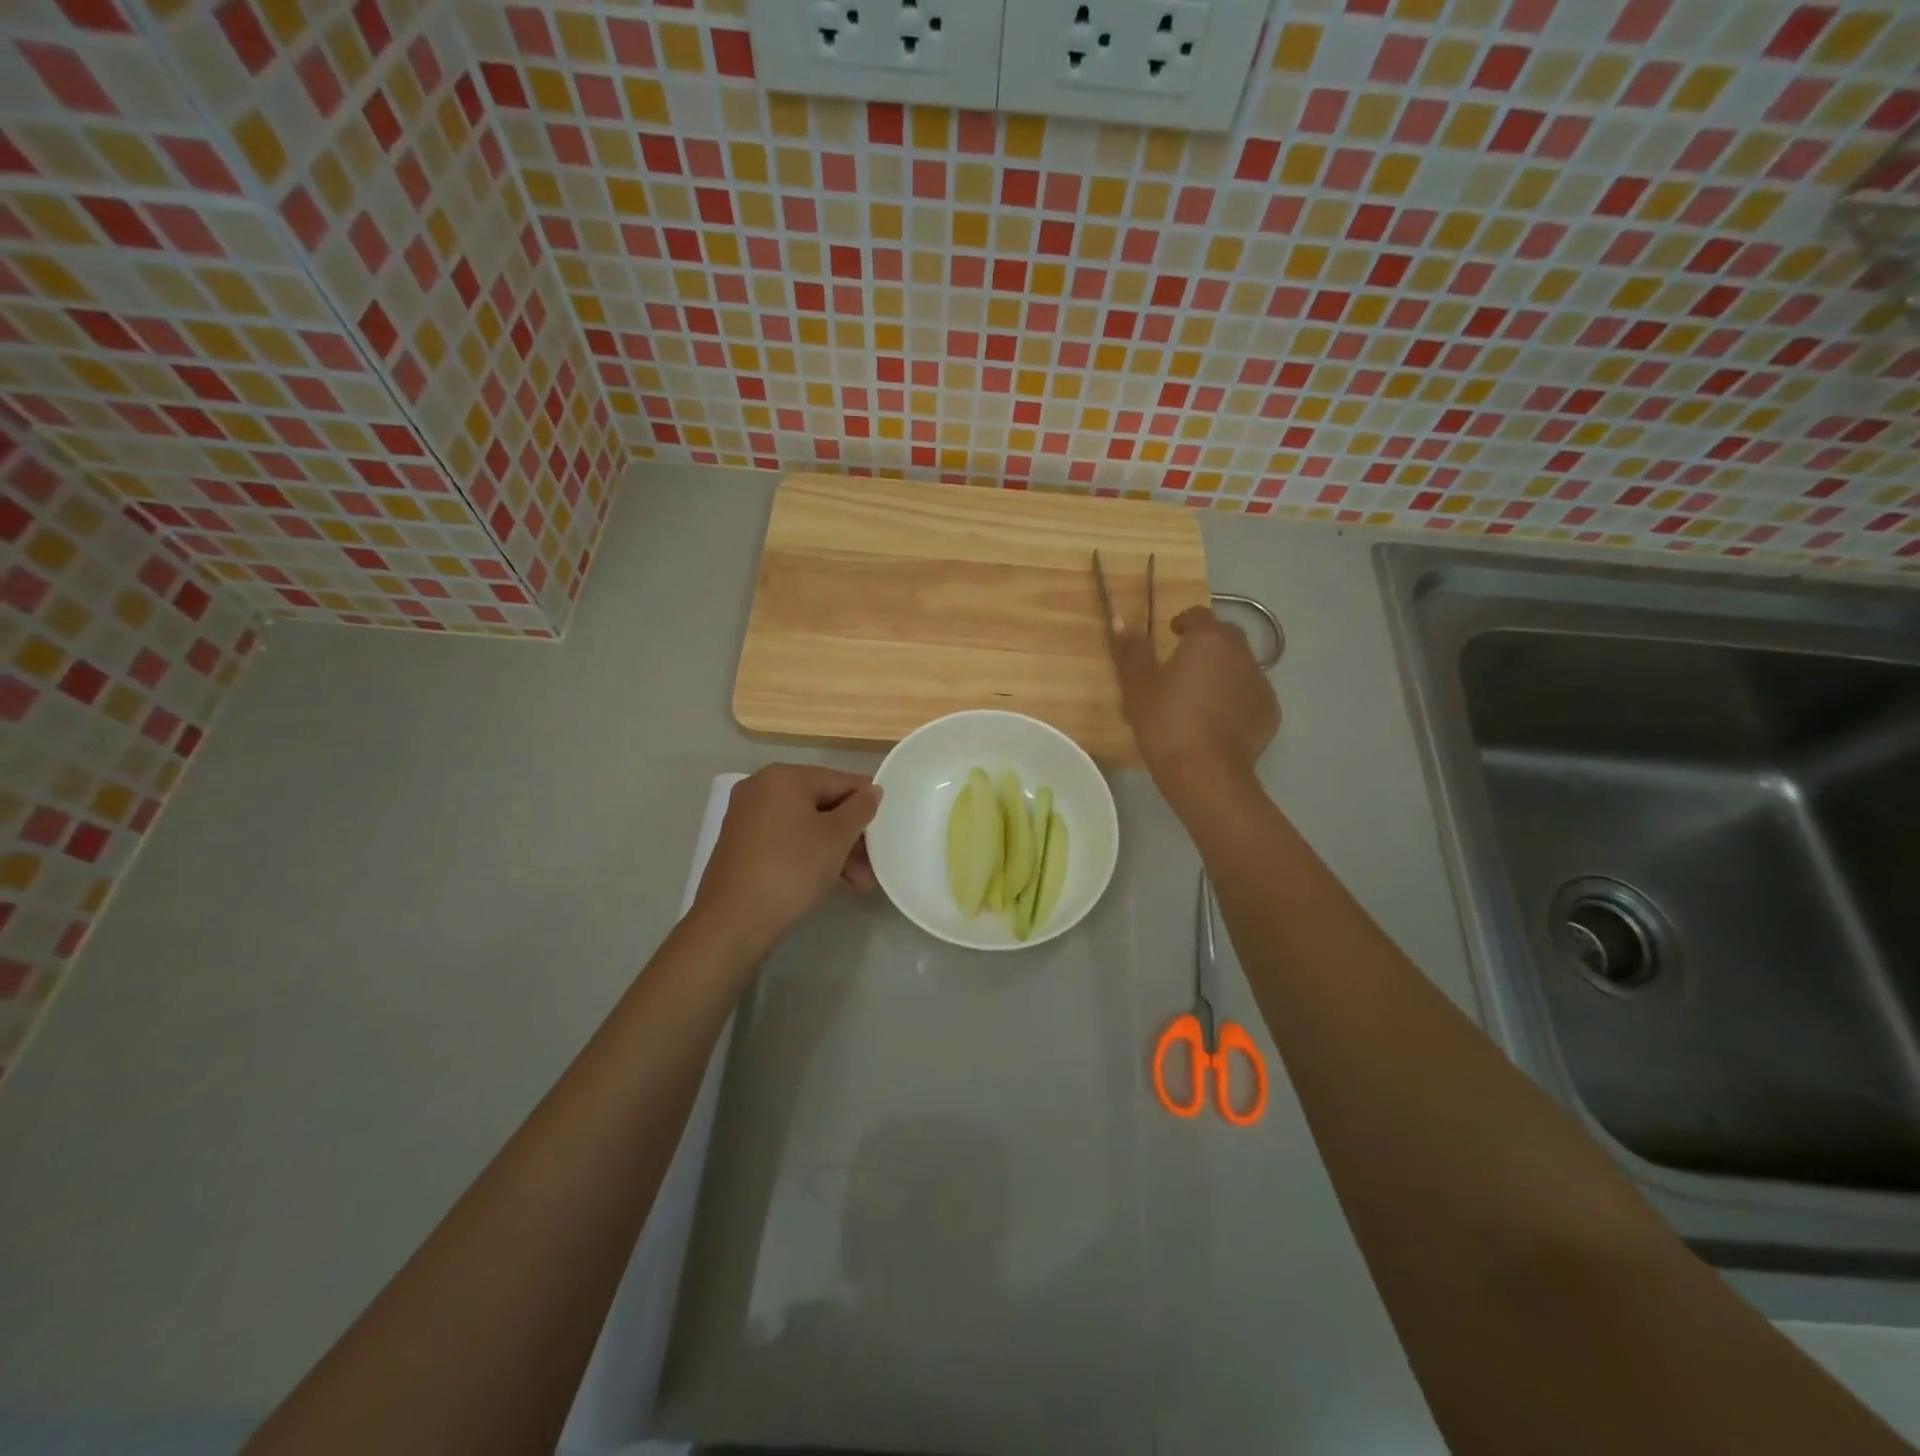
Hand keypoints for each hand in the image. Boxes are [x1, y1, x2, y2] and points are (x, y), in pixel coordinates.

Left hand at [691, 763, 881, 956]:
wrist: (733, 920)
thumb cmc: (792, 867)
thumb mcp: (837, 837)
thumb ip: (860, 808)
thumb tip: (872, 790)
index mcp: (784, 777)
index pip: (839, 780)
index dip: (867, 801)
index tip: (888, 824)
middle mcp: (761, 788)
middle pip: (821, 804)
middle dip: (851, 835)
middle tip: (873, 862)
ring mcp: (747, 816)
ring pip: (805, 826)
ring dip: (835, 850)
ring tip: (860, 883)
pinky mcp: (741, 844)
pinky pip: (786, 840)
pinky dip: (810, 855)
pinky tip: (833, 881)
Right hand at [1108, 606, 1279, 797]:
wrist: (1206, 772)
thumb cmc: (1165, 723)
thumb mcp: (1137, 687)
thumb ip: (1131, 651)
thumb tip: (1122, 620)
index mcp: (1208, 640)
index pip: (1199, 615)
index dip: (1184, 622)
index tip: (1171, 635)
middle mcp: (1241, 653)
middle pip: (1224, 638)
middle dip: (1206, 646)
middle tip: (1183, 668)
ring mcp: (1260, 682)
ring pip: (1239, 667)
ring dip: (1222, 673)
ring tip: (1200, 698)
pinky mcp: (1270, 712)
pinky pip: (1250, 695)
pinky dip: (1236, 700)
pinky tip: (1218, 722)